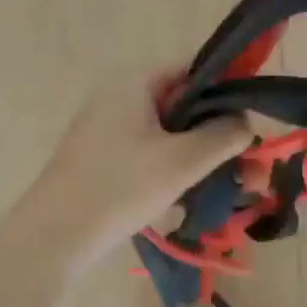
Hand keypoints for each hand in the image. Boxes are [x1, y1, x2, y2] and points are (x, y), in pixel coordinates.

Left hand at [21, 66, 251, 274]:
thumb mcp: (182, 161)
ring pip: (168, 135)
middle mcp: (118, 95)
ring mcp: (107, 128)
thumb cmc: (120, 187)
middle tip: (249, 170)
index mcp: (134, 81)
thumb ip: (223, 136)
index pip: (193, 71)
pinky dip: (173, 170)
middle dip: (218, 136)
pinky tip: (191, 199)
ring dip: (199, 158)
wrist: (55, 235)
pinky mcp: (102, 158)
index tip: (251, 127)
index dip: (228, 94)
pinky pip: (149, 154)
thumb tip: (245, 123)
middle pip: (183, 106)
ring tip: (230, 190)